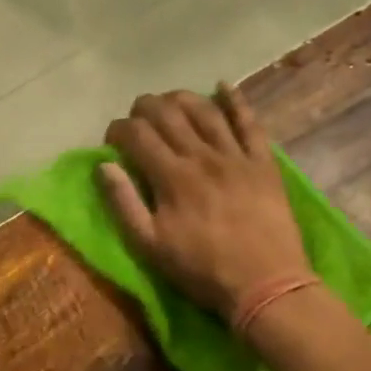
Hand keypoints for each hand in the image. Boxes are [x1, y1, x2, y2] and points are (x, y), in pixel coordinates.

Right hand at [101, 83, 310, 321]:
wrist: (266, 285)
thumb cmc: (201, 269)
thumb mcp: (149, 245)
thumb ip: (124, 203)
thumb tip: (104, 166)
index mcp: (172, 176)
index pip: (137, 134)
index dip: (118, 129)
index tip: (111, 140)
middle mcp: (202, 156)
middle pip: (168, 114)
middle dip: (145, 107)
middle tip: (136, 116)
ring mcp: (236, 156)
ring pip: (205, 111)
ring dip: (181, 98)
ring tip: (168, 100)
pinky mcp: (263, 163)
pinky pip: (250, 123)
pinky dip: (235, 101)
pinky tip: (222, 85)